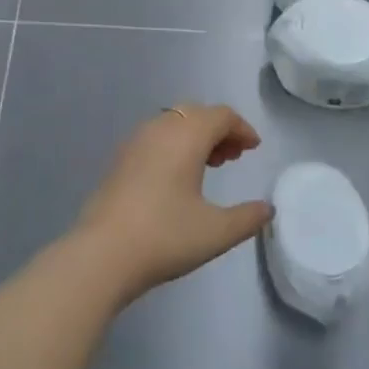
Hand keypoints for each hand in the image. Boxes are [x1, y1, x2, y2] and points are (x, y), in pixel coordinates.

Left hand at [76, 105, 272, 305]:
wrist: (102, 255)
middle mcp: (160, 129)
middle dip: (219, 129)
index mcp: (186, 135)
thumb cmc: (165, 236)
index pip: (221, 115)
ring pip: (173, 123)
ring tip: (210, 166)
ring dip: (195, 136)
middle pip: (196, 113)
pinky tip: (177, 178)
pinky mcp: (119, 160)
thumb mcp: (216, 232)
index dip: (242, 128)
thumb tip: (267, 209)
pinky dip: (174, 145)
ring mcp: (135, 142)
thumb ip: (248, 218)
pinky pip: (155, 138)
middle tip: (233, 156)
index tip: (254, 149)